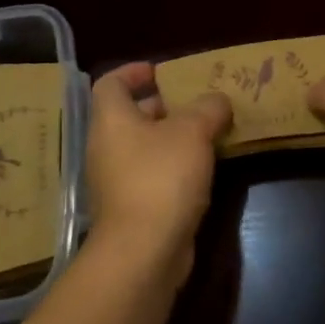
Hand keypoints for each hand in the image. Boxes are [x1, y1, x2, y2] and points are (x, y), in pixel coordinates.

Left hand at [85, 62, 231, 279]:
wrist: (143, 252)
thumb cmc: (161, 177)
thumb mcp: (193, 132)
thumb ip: (207, 108)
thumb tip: (217, 100)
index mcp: (111, 119)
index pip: (110, 83)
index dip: (132, 72)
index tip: (160, 72)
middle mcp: (106, 147)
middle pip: (130, 115)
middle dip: (163, 107)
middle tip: (196, 104)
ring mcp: (116, 181)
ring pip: (144, 148)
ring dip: (172, 139)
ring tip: (208, 135)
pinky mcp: (131, 209)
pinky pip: (151, 176)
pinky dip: (173, 168)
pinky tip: (202, 172)